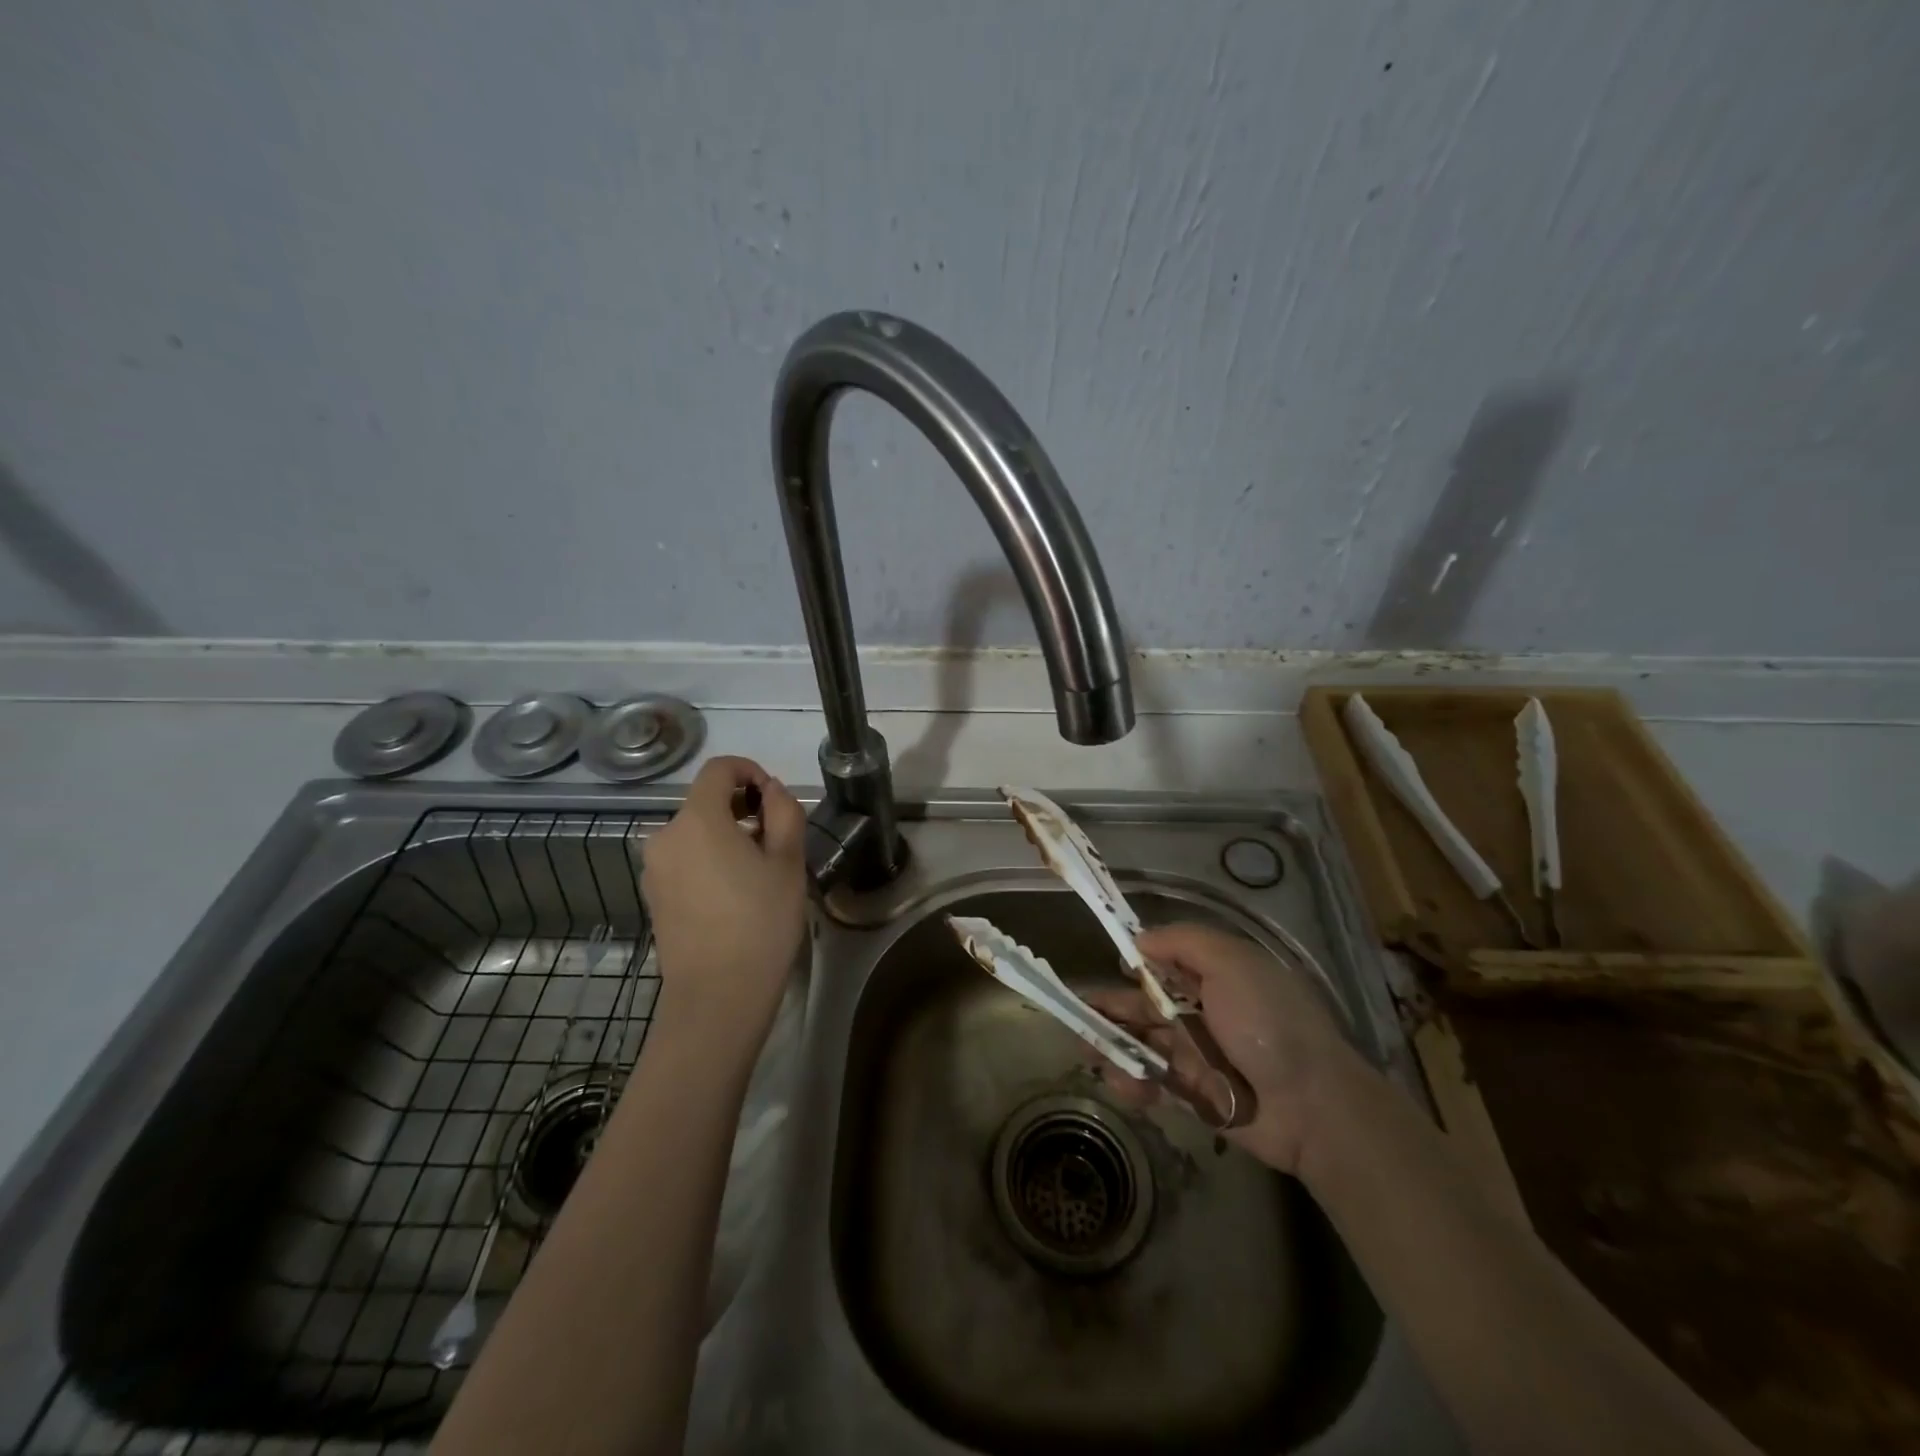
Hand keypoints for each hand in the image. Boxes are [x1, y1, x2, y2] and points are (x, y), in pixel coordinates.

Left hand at [640, 756, 807, 1044]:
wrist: (718, 996)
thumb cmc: (760, 923)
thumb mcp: (788, 862)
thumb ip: (784, 812)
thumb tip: (770, 791)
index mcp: (696, 820)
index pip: (718, 769)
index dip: (749, 770)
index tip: (774, 798)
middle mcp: (665, 836)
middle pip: (705, 801)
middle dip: (742, 808)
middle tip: (776, 841)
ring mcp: (654, 869)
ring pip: (695, 832)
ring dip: (726, 836)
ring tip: (758, 872)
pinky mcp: (653, 896)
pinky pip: (684, 860)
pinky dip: (709, 860)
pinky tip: (734, 894)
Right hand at [1086, 922, 1359, 1174]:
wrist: (1313, 1106)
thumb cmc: (1268, 1022)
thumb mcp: (1231, 962)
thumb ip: (1183, 942)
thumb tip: (1140, 940)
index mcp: (1214, 976)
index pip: (1165, 963)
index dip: (1135, 963)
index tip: (1109, 965)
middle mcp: (1203, 1012)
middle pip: (1145, 1005)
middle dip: (1110, 1008)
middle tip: (1075, 1014)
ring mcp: (1198, 1055)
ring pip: (1143, 1044)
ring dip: (1113, 1046)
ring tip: (1089, 1053)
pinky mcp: (1195, 1095)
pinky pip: (1154, 1083)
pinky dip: (1133, 1082)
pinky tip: (1121, 1084)